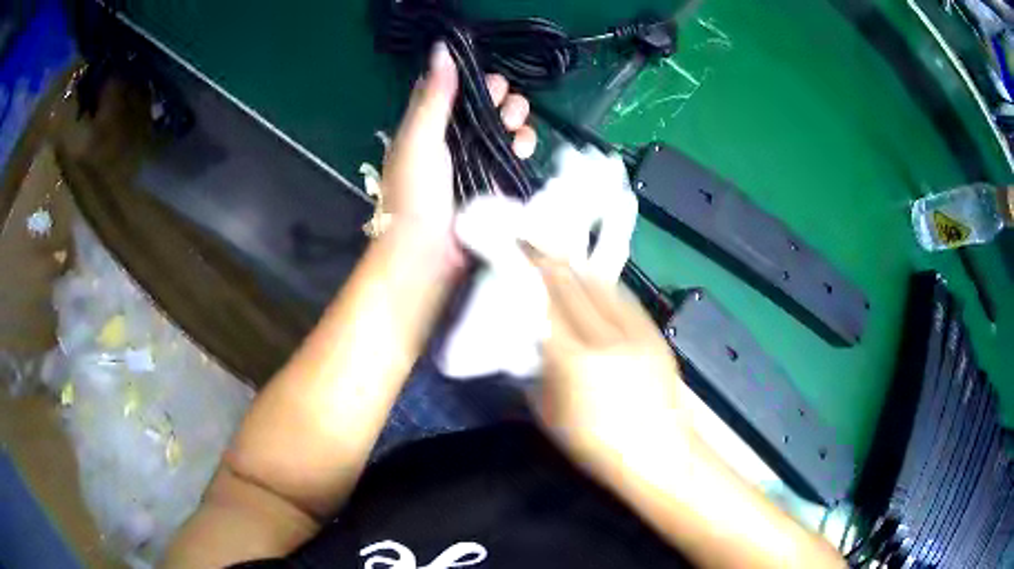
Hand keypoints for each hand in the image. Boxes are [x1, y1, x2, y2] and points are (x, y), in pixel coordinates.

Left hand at [381, 42, 536, 250]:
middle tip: (504, 103)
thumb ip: (434, 97)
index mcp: (430, 125)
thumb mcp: (419, 139)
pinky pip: (517, 152)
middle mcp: (455, 137)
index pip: (456, 90)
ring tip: (516, 128)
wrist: (429, 254)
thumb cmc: (415, 193)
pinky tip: (523, 147)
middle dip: (501, 98)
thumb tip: (442, 48)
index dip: (473, 79)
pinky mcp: (498, 178)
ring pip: (505, 125)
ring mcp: (478, 158)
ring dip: (516, 119)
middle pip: (486, 105)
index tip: (488, 76)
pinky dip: (524, 144)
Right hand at [527, 252, 690, 474]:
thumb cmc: (598, 446)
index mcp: (575, 361)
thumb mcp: (551, 415)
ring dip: (578, 271)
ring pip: (602, 286)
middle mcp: (607, 337)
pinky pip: (625, 299)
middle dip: (551, 263)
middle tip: (534, 248)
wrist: (661, 454)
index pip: (547, 302)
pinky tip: (595, 286)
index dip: (531, 273)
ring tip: (562, 262)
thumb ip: (537, 372)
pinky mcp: (656, 334)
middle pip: (574, 286)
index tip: (517, 254)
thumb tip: (530, 341)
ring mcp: (637, 333)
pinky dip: (605, 287)